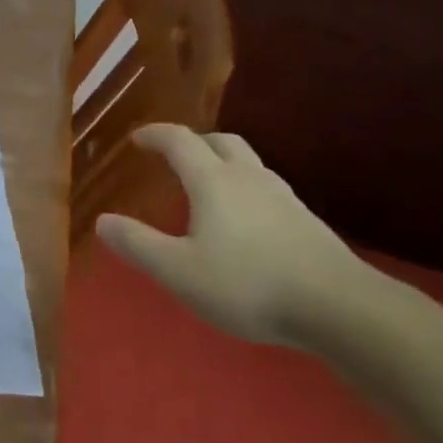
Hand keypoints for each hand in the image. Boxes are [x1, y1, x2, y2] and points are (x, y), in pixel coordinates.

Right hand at [95, 124, 379, 345]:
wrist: (341, 308)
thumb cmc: (249, 285)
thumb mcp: (180, 271)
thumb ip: (138, 244)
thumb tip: (101, 220)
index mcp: (213, 181)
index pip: (180, 141)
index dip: (155, 135)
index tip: (137, 138)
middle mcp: (249, 178)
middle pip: (222, 142)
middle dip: (195, 143)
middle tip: (176, 157)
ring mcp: (284, 198)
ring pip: (250, 164)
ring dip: (225, 164)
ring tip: (210, 188)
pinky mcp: (307, 222)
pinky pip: (269, 190)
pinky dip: (248, 191)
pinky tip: (248, 223)